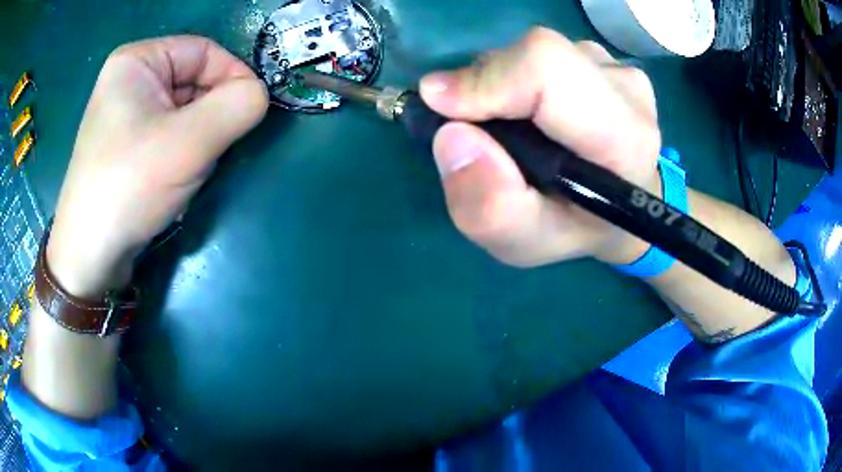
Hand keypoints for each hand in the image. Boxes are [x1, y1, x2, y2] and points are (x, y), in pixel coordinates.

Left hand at [47, 36, 267, 296]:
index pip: (205, 51)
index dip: (233, 78)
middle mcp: (130, 80)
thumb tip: (261, 95)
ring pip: (185, 112)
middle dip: (211, 117)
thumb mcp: (189, 142)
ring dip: (198, 140)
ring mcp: (126, 114)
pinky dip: (183, 155)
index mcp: (137, 60)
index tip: (249, 116)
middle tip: (210, 153)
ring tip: (187, 172)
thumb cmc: (129, 187)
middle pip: (193, 82)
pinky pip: (170, 135)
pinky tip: (173, 181)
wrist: (90, 256)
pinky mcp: (127, 145)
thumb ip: (238, 106)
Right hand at [420, 27, 661, 267]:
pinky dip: (519, 78)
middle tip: (476, 128)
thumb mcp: (526, 243)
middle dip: (487, 83)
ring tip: (513, 129)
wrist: (620, 206)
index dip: (486, 80)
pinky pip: (543, 54)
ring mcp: (617, 67)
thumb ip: (490, 208)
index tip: (442, 106)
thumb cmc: (577, 228)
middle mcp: (627, 90)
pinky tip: (533, 113)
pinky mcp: (604, 58)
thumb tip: (452, 136)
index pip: (548, 69)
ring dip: (504, 84)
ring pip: (536, 51)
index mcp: (623, 138)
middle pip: (538, 53)